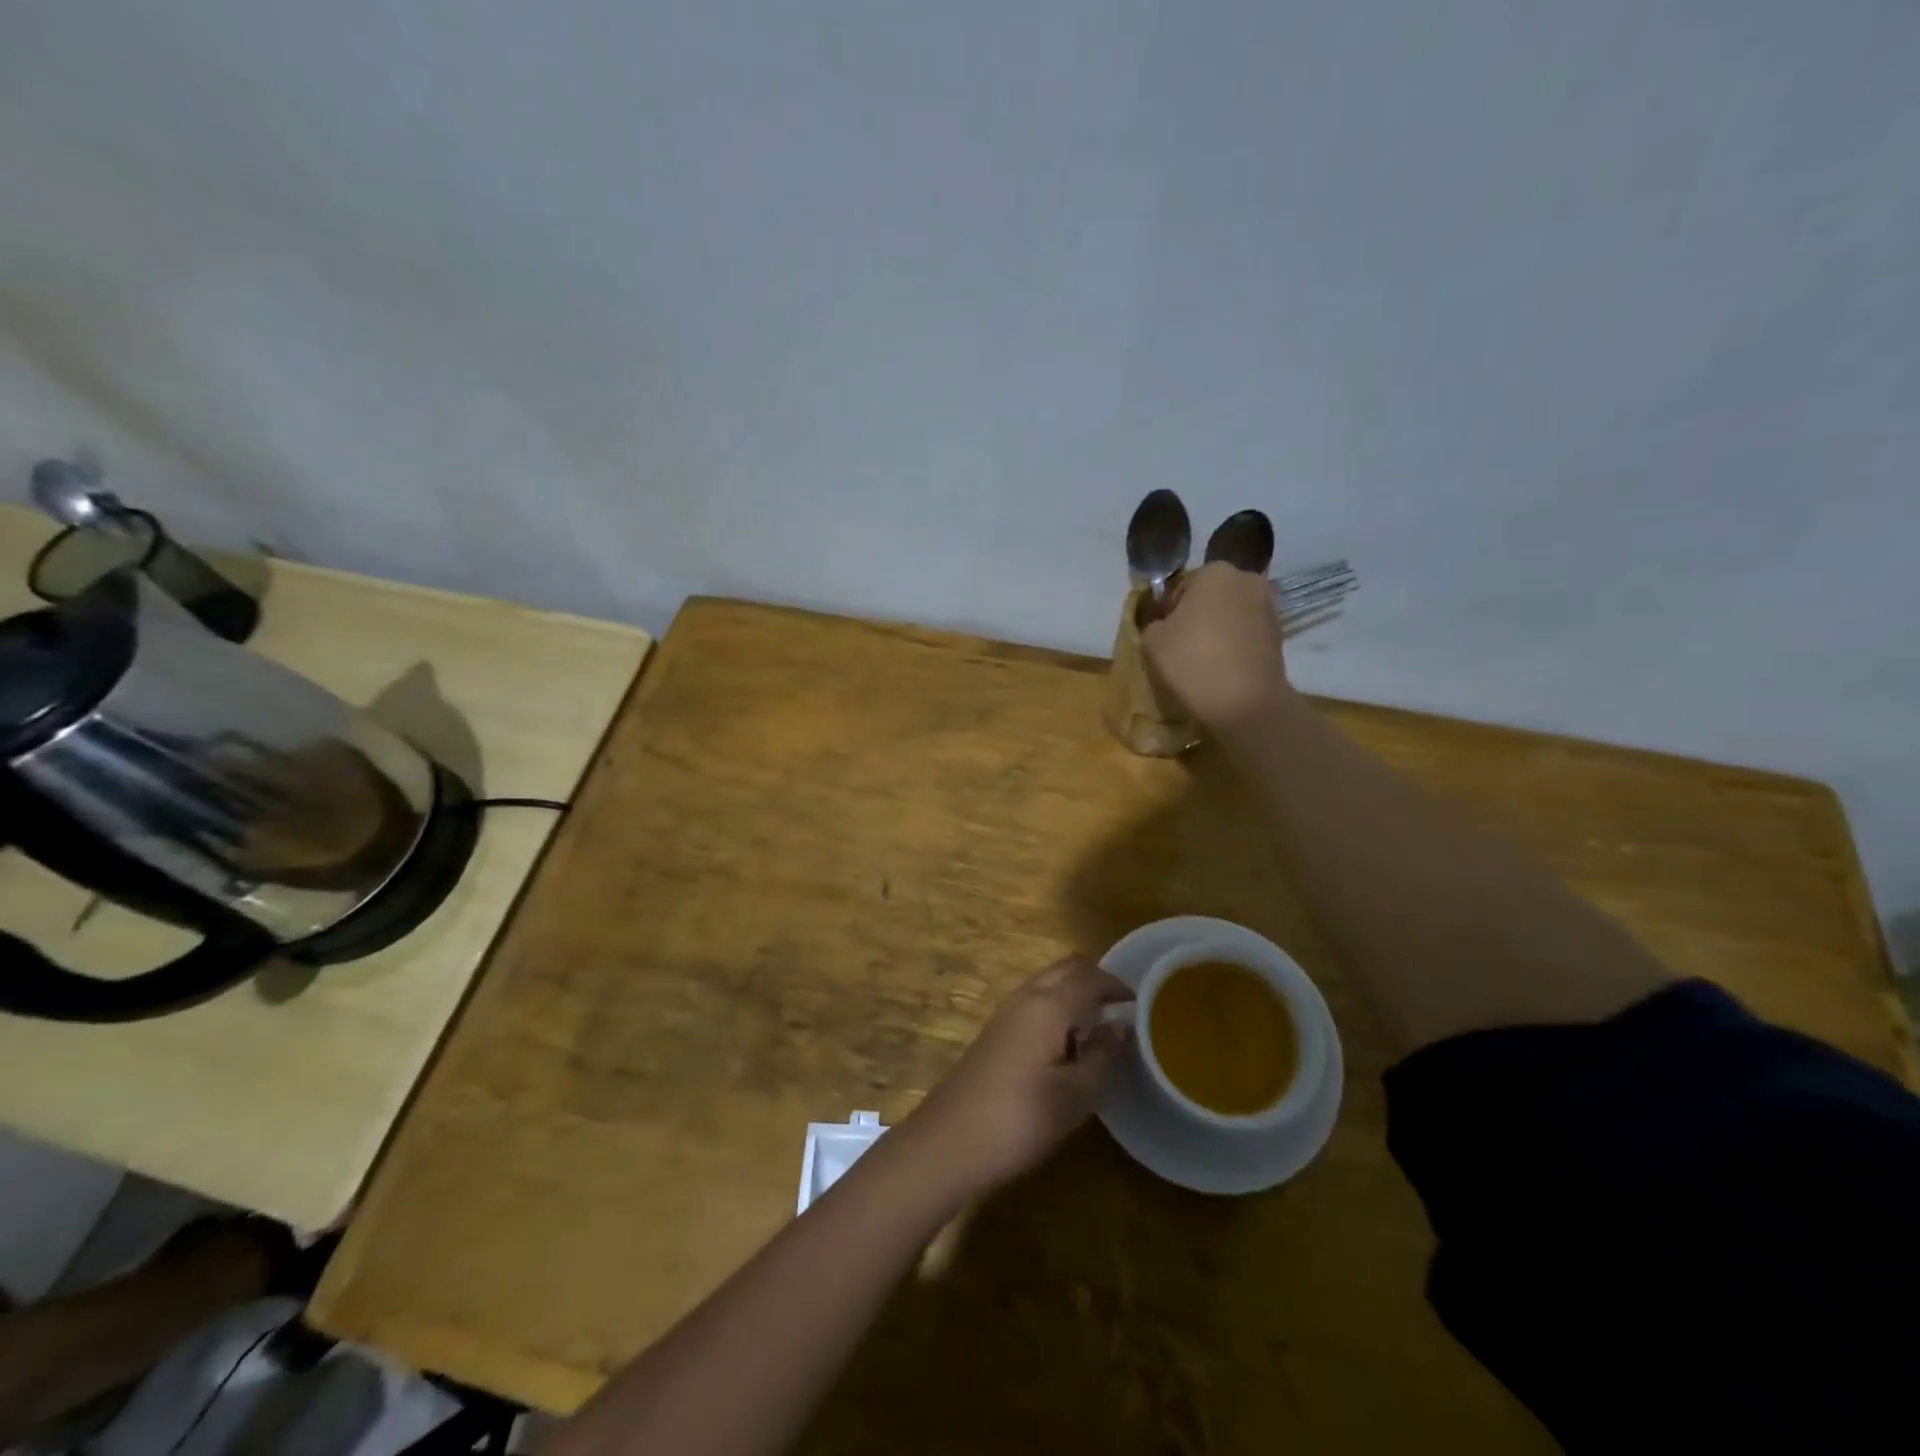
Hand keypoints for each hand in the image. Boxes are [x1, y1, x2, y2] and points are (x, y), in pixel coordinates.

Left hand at [903, 956, 1132, 1193]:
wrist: (950, 1141)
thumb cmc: (1021, 1118)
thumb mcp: (1076, 1095)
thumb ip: (1103, 1055)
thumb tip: (1121, 1025)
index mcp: (1049, 1004)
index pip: (1090, 977)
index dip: (1118, 985)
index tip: (1141, 1005)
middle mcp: (1025, 996)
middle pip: (1066, 970)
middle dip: (1095, 981)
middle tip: (1121, 1011)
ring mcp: (1005, 1012)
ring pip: (1047, 983)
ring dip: (1074, 994)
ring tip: (1098, 1031)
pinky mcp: (995, 1031)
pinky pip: (1034, 1002)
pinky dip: (1056, 1008)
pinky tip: (1066, 1046)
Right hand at [1140, 562, 1292, 730]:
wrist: (1244, 701)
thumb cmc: (1192, 660)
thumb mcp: (1152, 641)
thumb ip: (1154, 624)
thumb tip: (1165, 625)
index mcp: (1214, 572)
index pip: (1182, 587)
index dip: (1169, 611)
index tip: (1164, 635)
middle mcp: (1247, 580)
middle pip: (1211, 597)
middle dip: (1198, 616)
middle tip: (1182, 646)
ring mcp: (1268, 607)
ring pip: (1232, 615)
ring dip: (1218, 630)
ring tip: (1204, 660)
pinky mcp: (1280, 634)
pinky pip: (1247, 634)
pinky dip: (1236, 645)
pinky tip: (1224, 668)